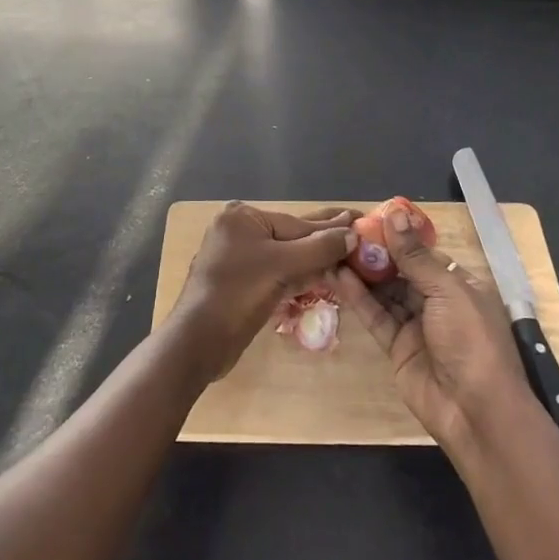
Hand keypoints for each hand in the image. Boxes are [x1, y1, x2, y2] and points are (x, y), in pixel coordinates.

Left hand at [172, 202, 357, 379]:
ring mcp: (237, 258)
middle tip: (359, 234)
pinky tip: (322, 277)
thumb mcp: (282, 266)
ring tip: (348, 257)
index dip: (332, 227)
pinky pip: (276, 273)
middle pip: (291, 237)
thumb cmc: (238, 294)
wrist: (198, 342)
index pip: (297, 223)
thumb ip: (319, 248)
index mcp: (243, 217)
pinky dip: (297, 277)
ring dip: (314, 262)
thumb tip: (353, 233)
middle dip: (324, 241)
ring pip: (285, 257)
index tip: (360, 219)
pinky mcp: (240, 283)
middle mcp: (238, 231)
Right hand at [333, 207, 527, 451]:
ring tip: (334, 249)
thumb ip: (414, 254)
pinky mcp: (398, 347)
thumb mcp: (446, 290)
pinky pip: (376, 316)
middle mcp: (438, 301)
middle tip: (344, 233)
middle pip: (401, 271)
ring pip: (385, 292)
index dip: (397, 236)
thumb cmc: (471, 340)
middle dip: (375, 253)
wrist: (476, 412)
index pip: (423, 252)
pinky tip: (338, 277)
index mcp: (459, 283)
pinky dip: (358, 297)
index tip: (368, 218)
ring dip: (362, 272)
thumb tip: (394, 212)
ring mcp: (417, 325)